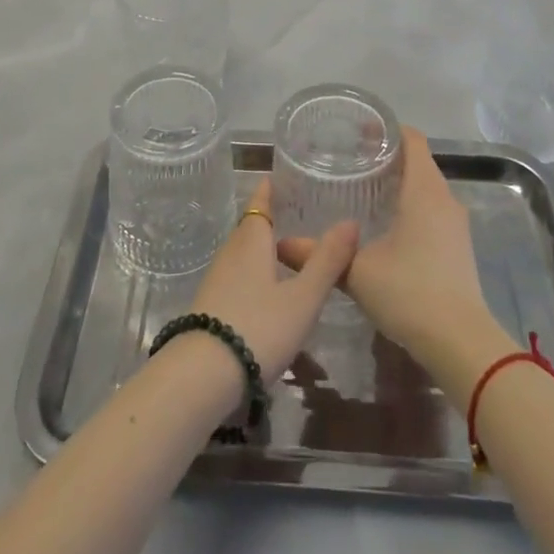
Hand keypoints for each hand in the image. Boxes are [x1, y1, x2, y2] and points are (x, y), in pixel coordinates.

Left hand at [186, 179, 358, 383]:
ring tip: (286, 251)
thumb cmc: (259, 328)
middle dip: (269, 219)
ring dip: (261, 248)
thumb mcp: (302, 298)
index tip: (280, 177)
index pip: (259, 203)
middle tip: (294, 213)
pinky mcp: (211, 306)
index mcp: (251, 241)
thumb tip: (351, 221)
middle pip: (250, 227)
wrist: (202, 376)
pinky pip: (236, 276)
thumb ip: (327, 261)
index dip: (268, 190)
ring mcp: (217, 280)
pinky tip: (267, 291)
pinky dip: (253, 273)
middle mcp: (231, 252)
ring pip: (242, 253)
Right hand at [278, 128, 493, 369]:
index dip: (387, 129)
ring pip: (427, 188)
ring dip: (400, 182)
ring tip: (364, 189)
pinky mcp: (458, 246)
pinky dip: (411, 205)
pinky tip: (386, 225)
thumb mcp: (357, 272)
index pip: (412, 140)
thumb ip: (319, 254)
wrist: (461, 344)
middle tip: (351, 159)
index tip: (358, 131)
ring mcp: (456, 224)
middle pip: (419, 161)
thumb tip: (280, 245)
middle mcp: (445, 199)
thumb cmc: (410, 292)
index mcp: (424, 190)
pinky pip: (433, 209)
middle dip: (388, 156)